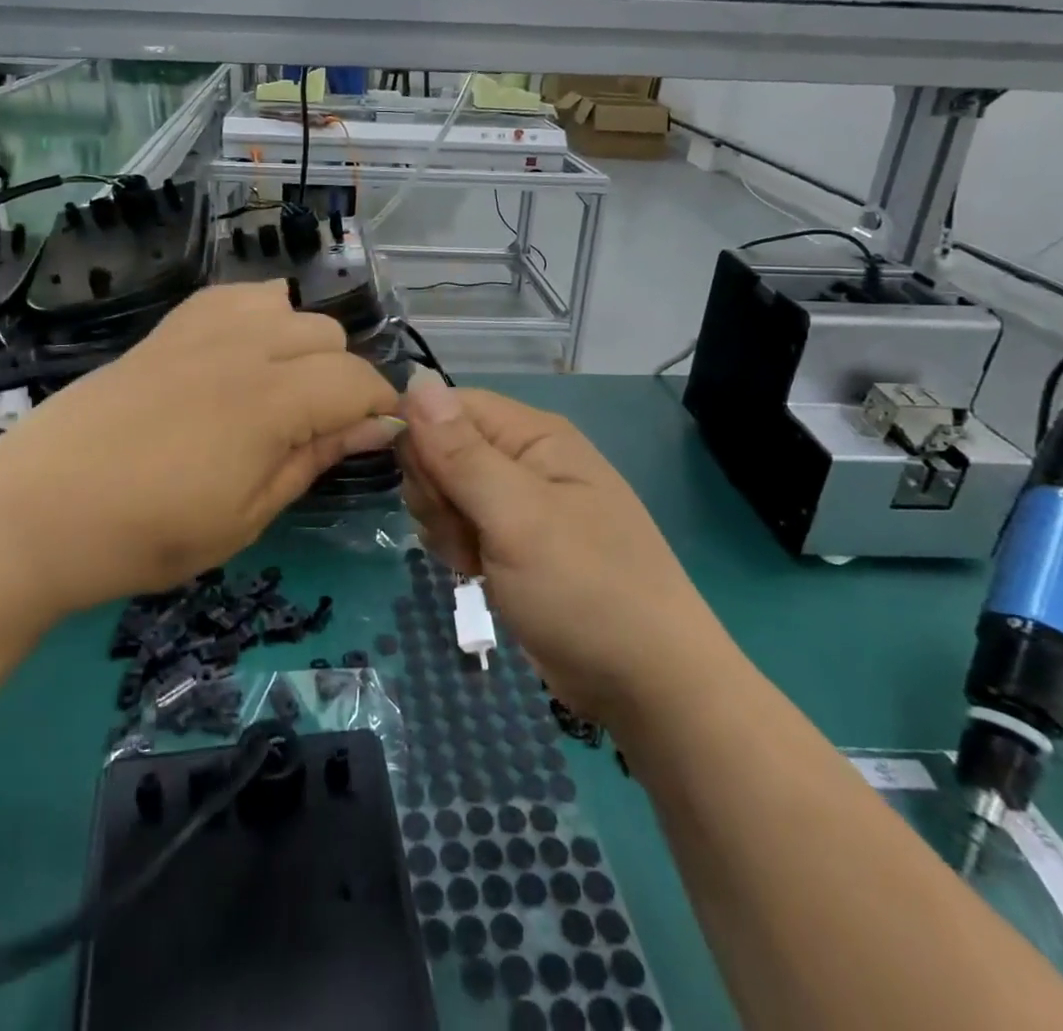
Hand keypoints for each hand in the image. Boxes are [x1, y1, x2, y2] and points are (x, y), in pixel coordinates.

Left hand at [0, 284, 401, 615]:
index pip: (359, 379)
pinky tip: (238, 355)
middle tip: (315, 429)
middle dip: (341, 379)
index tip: (376, 438)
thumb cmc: (148, 534)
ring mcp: (201, 329)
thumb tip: (377, 427)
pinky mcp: (167, 328)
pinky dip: (255, 316)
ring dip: (299, 343)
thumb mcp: (248, 514)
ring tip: (277, 388)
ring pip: (286, 304)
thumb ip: (314, 458)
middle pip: (328, 334)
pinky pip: (232, 295)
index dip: (380, 408)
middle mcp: (245, 347)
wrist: (36, 513)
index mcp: (272, 400)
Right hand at [397, 373, 715, 725]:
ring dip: (443, 524)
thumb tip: (415, 377)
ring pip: (444, 489)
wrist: (647, 685)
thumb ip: (460, 451)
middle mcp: (524, 458)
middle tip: (463, 529)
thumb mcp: (516, 516)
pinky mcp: (510, 541)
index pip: (450, 406)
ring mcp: (518, 503)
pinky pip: (459, 524)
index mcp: (534, 435)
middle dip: (435, 489)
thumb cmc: (585, 589)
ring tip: (475, 559)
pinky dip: (456, 547)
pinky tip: (476, 573)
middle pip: (442, 447)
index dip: (423, 437)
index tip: (428, 485)